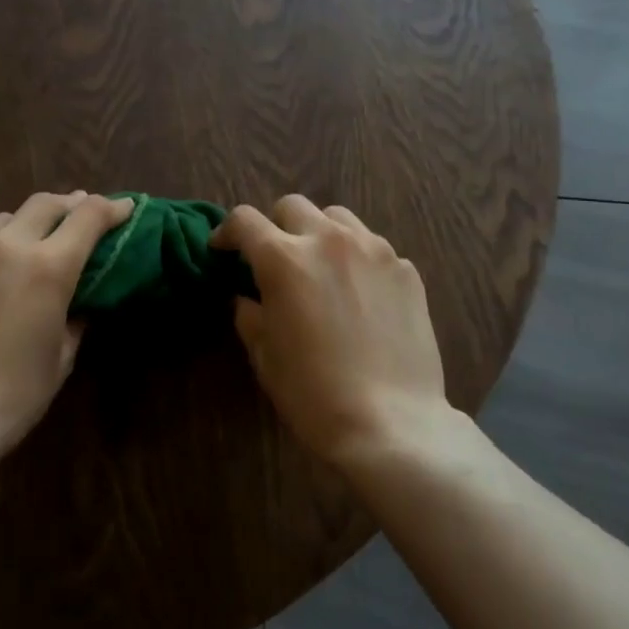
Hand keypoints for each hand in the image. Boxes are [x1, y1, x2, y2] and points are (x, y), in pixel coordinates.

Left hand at [0, 191, 130, 459]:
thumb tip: (79, 303)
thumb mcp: (60, 359)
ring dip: (29, 222)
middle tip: (83, 211)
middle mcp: (6, 245)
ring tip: (35, 238)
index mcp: (47, 266)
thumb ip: (75, 319)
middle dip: (70, 204)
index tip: (125, 208)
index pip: (88, 217)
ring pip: (5, 218)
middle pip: (45, 204)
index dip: (112, 208)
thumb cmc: (11, 396)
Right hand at [212, 195, 450, 467]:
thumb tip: (248, 297)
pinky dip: (357, 258)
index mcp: (284, 259)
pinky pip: (373, 246)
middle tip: (275, 259)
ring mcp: (374, 250)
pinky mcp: (405, 269)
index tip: (224, 250)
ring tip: (321, 266)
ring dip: (319, 233)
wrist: (392, 423)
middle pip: (292, 206)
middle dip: (275, 226)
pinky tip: (359, 293)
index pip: (245, 220)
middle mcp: (328, 240)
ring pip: (337, 217)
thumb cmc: (314, 394)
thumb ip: (250, 314)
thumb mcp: (265, 356)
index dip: (227, 231)